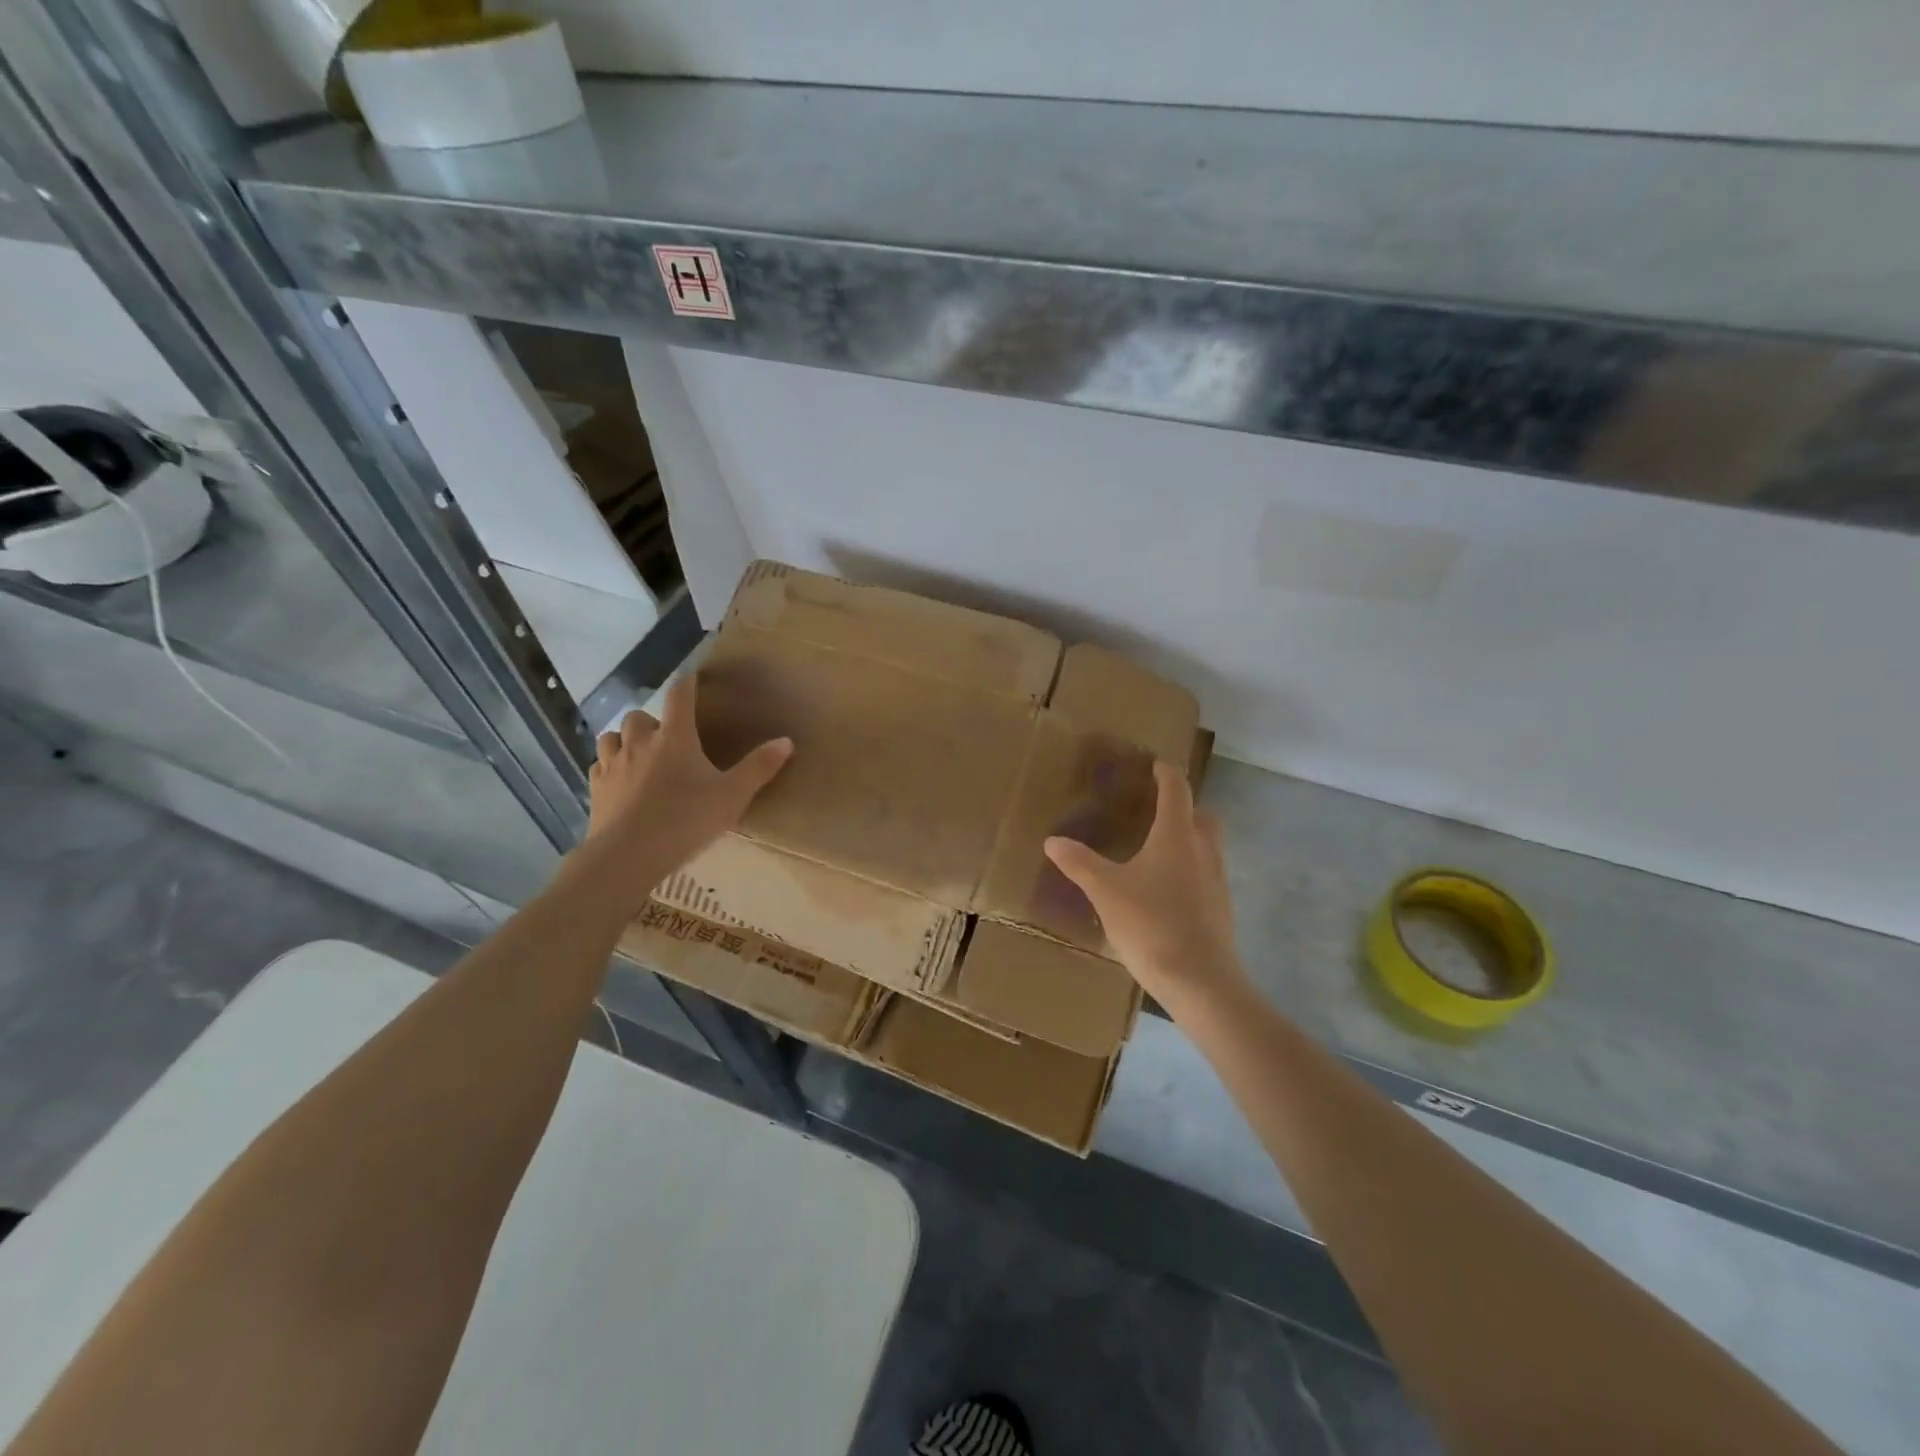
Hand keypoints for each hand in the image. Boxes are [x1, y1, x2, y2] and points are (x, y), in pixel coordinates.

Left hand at [585, 674, 792, 883]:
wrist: (629, 855)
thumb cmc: (686, 820)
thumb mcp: (733, 796)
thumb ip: (759, 767)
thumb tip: (786, 741)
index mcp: (675, 737)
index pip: (679, 696)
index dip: (687, 683)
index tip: (693, 677)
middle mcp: (640, 742)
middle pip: (639, 716)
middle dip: (652, 721)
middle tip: (668, 737)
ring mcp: (613, 764)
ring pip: (612, 737)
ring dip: (626, 740)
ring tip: (640, 754)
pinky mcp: (596, 788)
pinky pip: (600, 766)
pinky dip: (610, 766)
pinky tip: (621, 780)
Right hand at [1044, 760, 1243, 1001]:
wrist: (1200, 979)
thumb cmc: (1151, 924)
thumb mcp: (1105, 891)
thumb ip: (1079, 863)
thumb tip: (1052, 840)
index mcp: (1177, 836)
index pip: (1176, 790)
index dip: (1166, 773)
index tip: (1156, 764)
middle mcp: (1203, 850)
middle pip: (1202, 814)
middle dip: (1183, 806)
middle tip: (1157, 809)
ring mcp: (1217, 880)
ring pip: (1208, 845)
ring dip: (1189, 837)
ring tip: (1158, 850)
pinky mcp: (1221, 907)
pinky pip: (1208, 873)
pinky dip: (1191, 868)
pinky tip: (1167, 890)